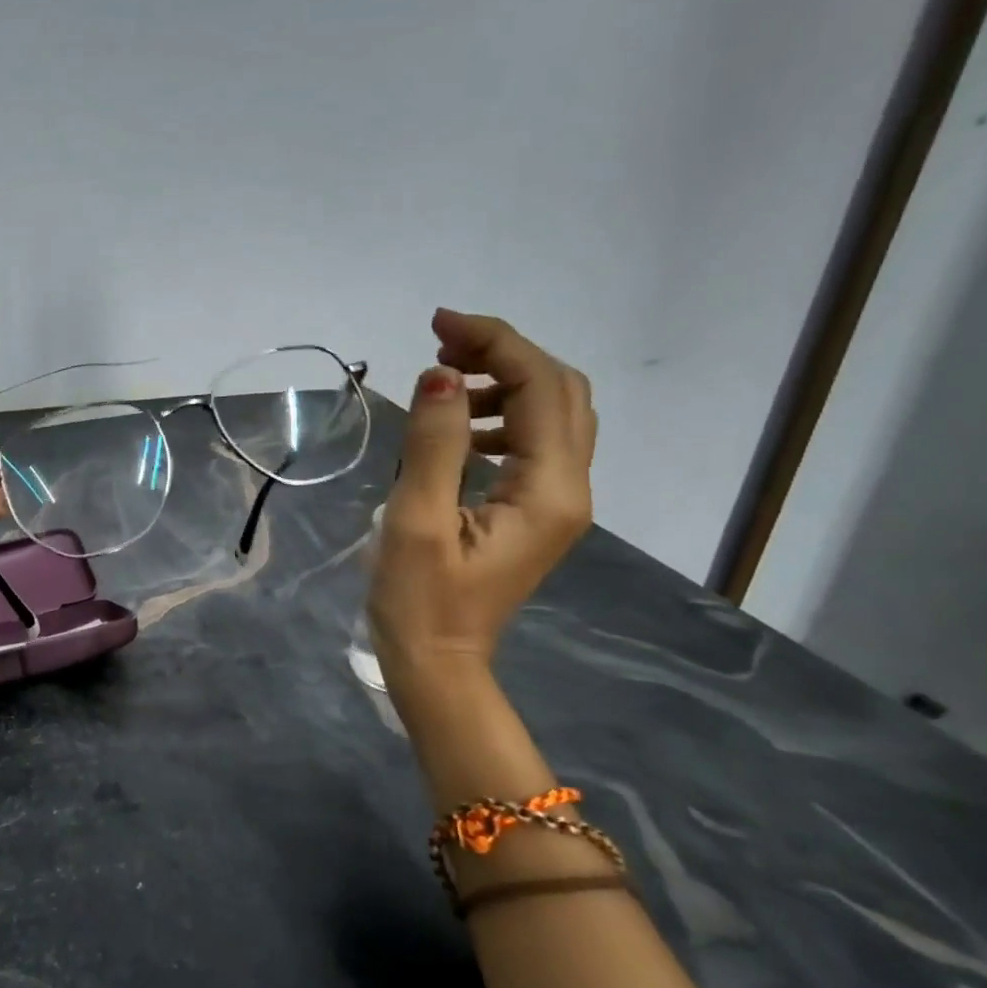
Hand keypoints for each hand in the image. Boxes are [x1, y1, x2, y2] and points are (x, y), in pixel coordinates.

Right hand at [369, 310, 595, 699]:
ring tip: (442, 382)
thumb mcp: (417, 521)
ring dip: (503, 382)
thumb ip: (433, 445)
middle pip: (561, 392)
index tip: (438, 324)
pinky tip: (456, 428)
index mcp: (548, 490)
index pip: (541, 387)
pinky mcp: (535, 511)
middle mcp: (569, 488)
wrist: (437, 663)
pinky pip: (534, 442)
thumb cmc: (420, 600)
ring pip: (552, 414)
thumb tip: (440, 373)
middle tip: (441, 344)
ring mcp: (557, 501)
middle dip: (505, 353)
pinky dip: (500, 416)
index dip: (495, 342)